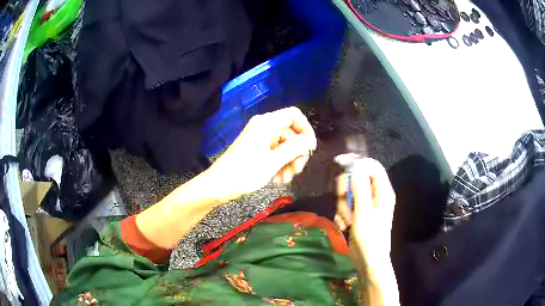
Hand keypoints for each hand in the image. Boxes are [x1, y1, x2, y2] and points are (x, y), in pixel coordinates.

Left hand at [206, 107, 316, 201]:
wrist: (219, 186)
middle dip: (296, 153)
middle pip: (291, 134)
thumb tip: (311, 141)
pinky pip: (276, 154)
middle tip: (296, 171)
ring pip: (285, 147)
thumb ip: (295, 149)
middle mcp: (265, 128)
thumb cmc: (245, 172)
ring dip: (289, 163)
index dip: (306, 129)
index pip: (294, 115)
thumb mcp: (273, 161)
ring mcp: (261, 140)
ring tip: (285, 180)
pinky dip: (280, 166)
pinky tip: (278, 180)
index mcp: (267, 123)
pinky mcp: (258, 151)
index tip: (310, 149)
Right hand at [335, 158, 395, 264]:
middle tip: (343, 206)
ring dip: (344, 204)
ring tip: (345, 219)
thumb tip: (355, 164)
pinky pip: (348, 203)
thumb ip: (360, 187)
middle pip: (359, 178)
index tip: (339, 164)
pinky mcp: (359, 211)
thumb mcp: (364, 213)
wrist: (368, 260)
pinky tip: (344, 223)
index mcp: (383, 191)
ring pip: (351, 192)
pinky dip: (343, 212)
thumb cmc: (369, 238)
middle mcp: (376, 194)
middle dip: (347, 190)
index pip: (372, 165)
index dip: (357, 162)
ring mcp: (367, 203)